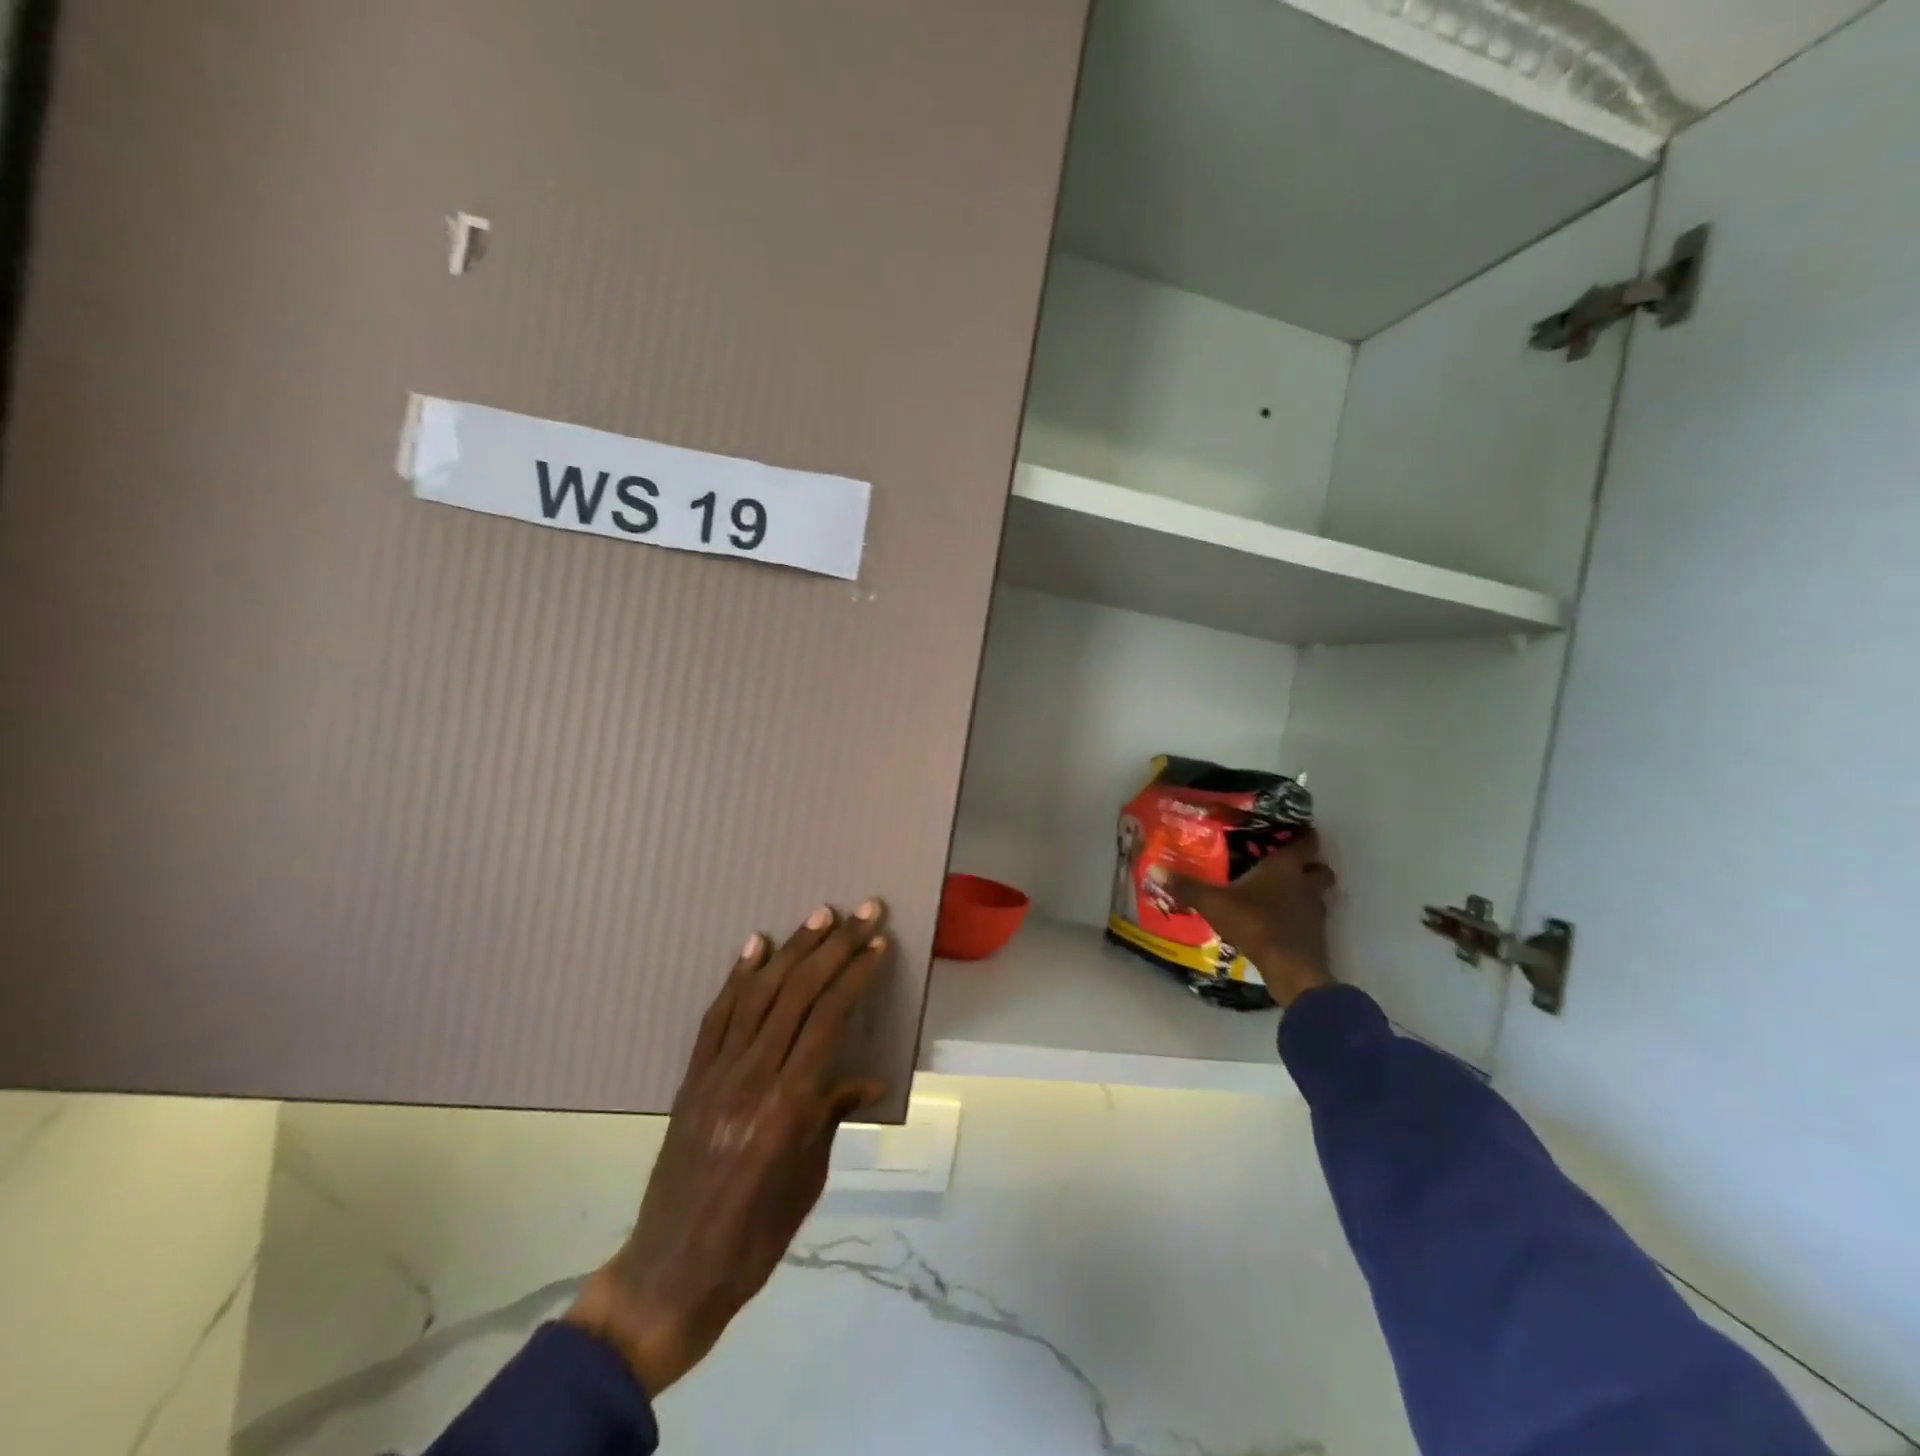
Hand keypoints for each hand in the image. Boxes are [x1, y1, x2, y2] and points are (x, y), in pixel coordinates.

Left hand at [565, 900, 890, 1394]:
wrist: (670, 1274)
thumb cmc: (754, 1239)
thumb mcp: (808, 1182)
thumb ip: (832, 1117)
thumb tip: (867, 1079)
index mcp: (788, 1108)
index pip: (828, 1020)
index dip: (855, 976)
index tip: (878, 945)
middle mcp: (752, 1078)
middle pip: (798, 994)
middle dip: (835, 947)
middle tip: (863, 912)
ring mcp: (716, 1074)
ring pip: (760, 994)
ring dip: (793, 949)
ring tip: (820, 915)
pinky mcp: (691, 1078)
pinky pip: (717, 1015)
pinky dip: (739, 976)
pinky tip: (756, 945)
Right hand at [1168, 832, 1337, 1007]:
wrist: (1291, 969)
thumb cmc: (1256, 924)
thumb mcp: (1214, 903)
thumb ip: (1187, 887)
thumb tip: (1153, 869)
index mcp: (1286, 868)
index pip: (1306, 841)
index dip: (1303, 834)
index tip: (1293, 831)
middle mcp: (1306, 885)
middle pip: (1320, 867)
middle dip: (1309, 864)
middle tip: (1287, 864)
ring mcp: (1315, 912)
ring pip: (1318, 894)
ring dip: (1306, 892)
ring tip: (1281, 894)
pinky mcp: (1316, 936)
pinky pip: (1310, 918)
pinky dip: (1300, 917)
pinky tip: (1279, 922)